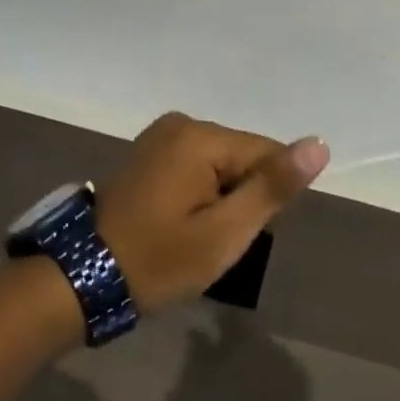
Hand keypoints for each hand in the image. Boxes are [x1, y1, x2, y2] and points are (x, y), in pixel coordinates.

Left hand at [96, 113, 328, 314]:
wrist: (81, 277)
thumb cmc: (157, 259)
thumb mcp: (224, 233)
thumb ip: (272, 187)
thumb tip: (318, 144)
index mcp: (201, 136)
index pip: (267, 154)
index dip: (265, 199)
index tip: (239, 234)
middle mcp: (181, 123)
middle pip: (242, 156)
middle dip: (241, 197)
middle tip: (212, 241)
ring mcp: (160, 135)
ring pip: (221, 163)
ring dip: (221, 198)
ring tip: (194, 235)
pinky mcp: (148, 151)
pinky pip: (196, 165)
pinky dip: (199, 193)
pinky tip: (179, 222)